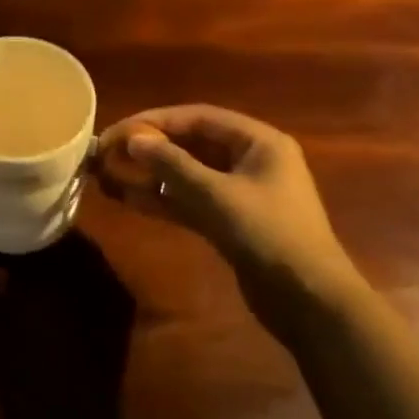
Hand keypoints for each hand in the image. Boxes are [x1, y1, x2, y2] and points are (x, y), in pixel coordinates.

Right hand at [94, 105, 363, 330]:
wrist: (310, 301)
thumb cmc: (269, 234)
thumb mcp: (217, 195)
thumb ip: (173, 165)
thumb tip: (133, 140)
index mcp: (258, 142)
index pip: (197, 117)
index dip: (154, 121)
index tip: (117, 132)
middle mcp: (251, 160)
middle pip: (191, 143)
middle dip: (150, 148)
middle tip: (108, 154)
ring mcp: (241, 192)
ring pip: (188, 174)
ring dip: (152, 175)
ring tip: (111, 175)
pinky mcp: (231, 222)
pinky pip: (191, 201)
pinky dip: (164, 199)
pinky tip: (130, 200)